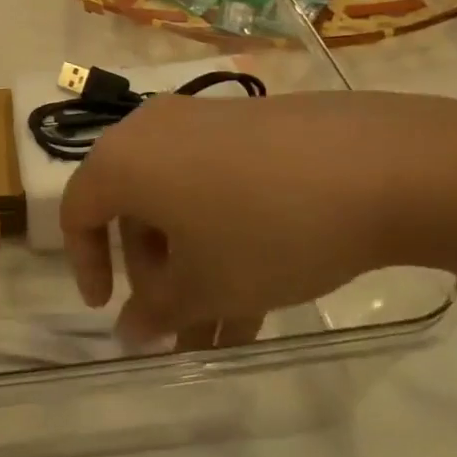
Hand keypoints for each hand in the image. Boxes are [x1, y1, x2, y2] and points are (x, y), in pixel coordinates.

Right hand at [58, 91, 456, 342]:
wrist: (378, 164)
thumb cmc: (263, 228)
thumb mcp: (206, 284)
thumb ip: (157, 311)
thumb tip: (130, 331)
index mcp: (122, 161)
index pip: (78, 212)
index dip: (86, 265)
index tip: (108, 309)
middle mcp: (151, 132)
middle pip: (132, 210)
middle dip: (154, 276)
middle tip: (180, 324)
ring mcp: (203, 125)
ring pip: (180, 203)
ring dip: (194, 266)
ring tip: (228, 329)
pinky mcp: (248, 128)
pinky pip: (215, 185)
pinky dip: (222, 234)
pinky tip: (260, 290)